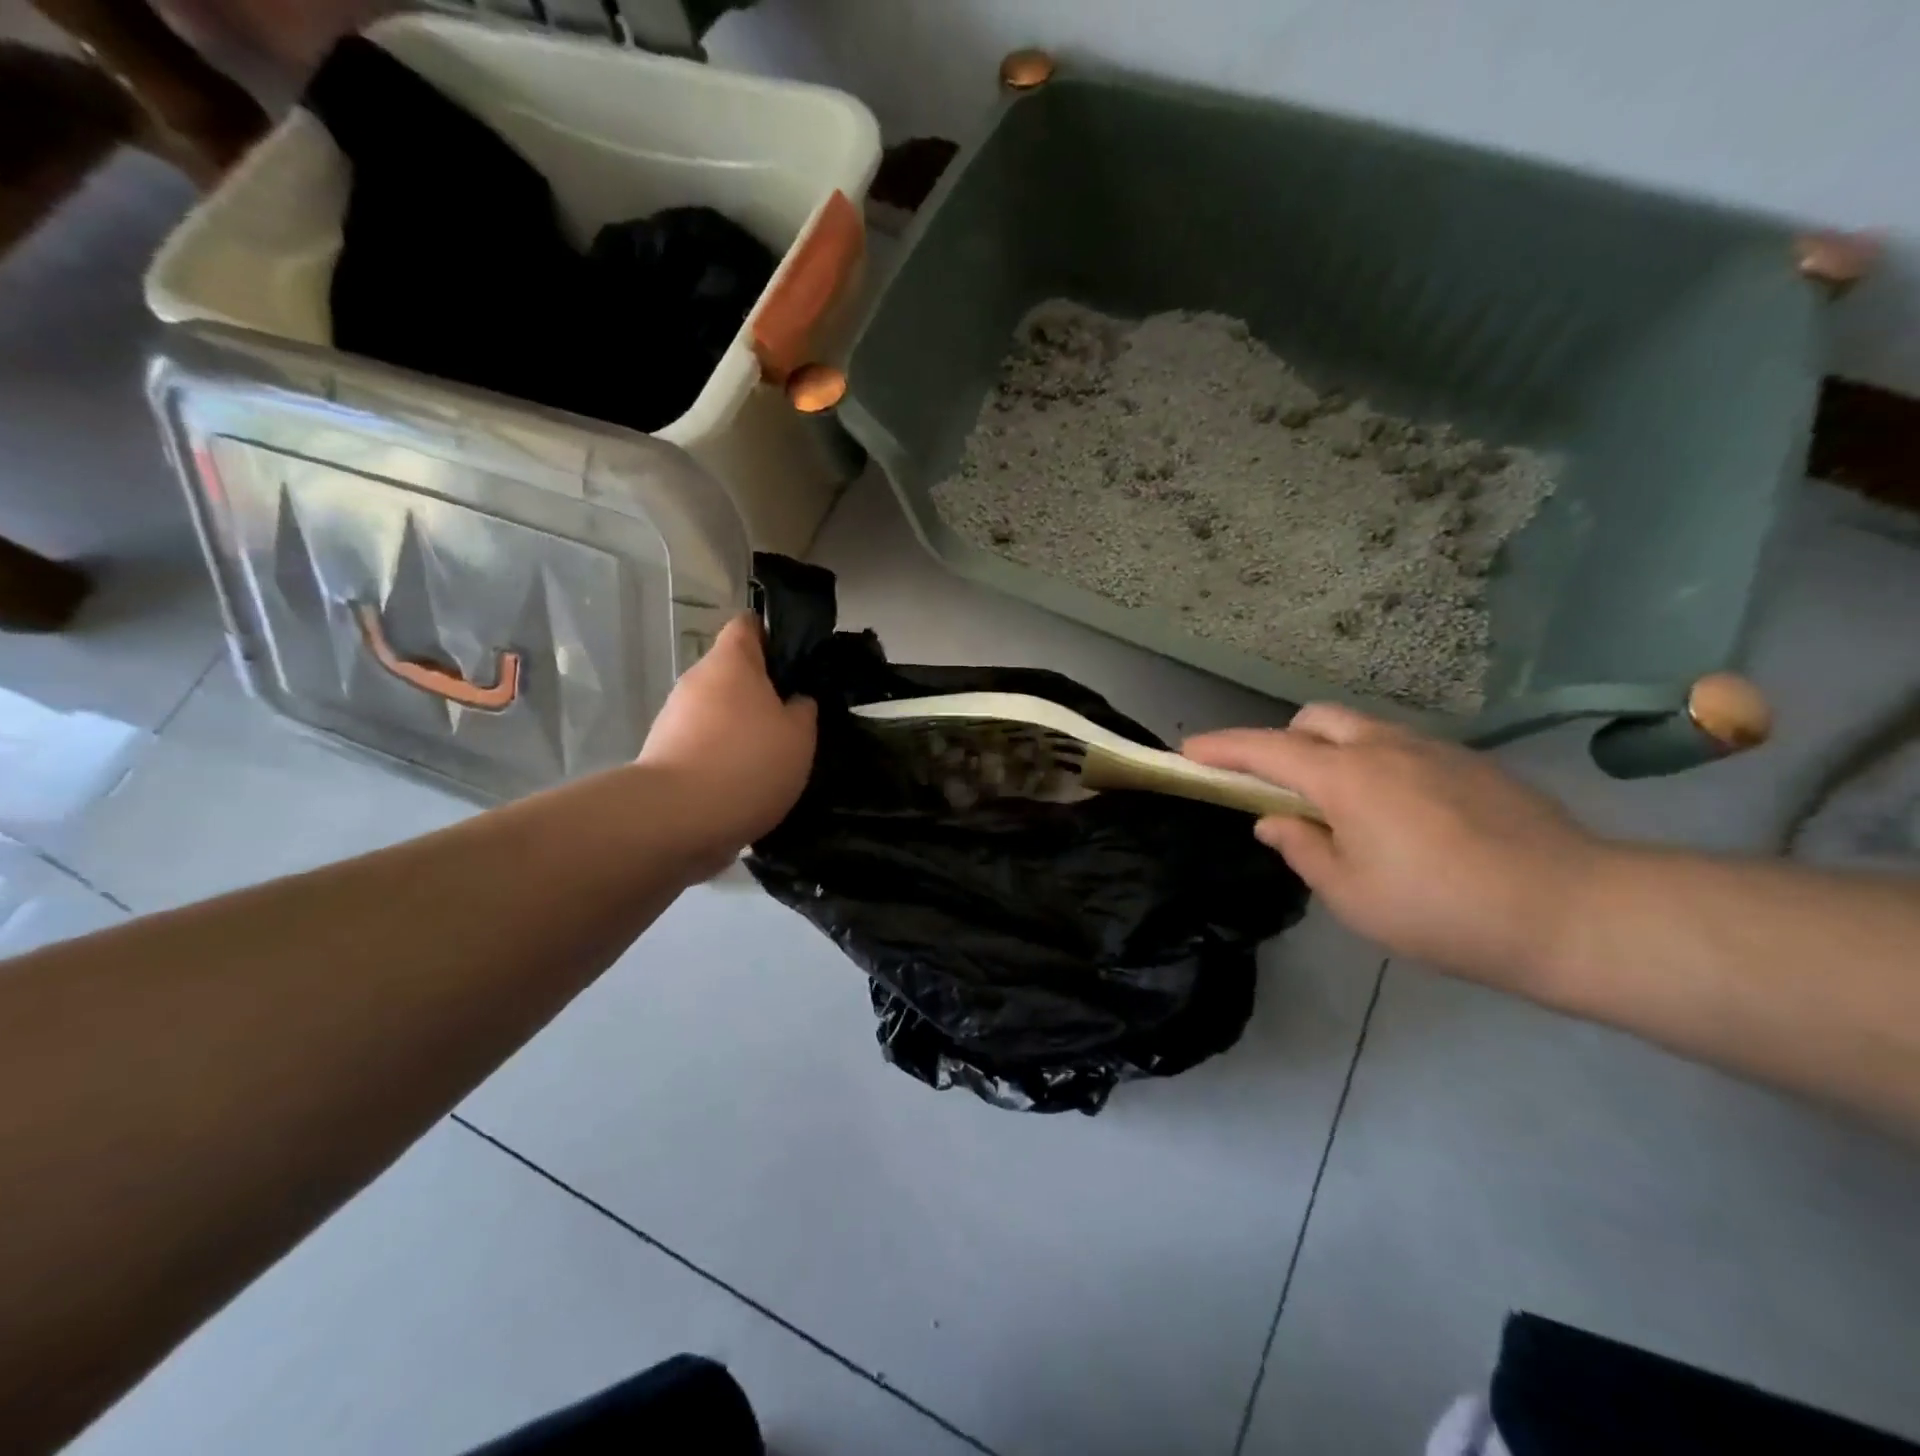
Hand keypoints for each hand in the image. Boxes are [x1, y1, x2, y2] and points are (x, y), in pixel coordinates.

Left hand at [638, 615, 816, 864]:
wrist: (677, 819)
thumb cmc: (748, 762)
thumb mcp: (800, 735)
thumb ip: (803, 710)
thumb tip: (795, 702)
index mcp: (731, 662)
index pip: (748, 625)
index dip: (774, 636)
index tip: (798, 662)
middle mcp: (696, 681)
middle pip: (733, 673)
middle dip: (763, 693)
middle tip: (796, 720)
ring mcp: (674, 718)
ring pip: (719, 712)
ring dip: (743, 729)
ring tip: (773, 759)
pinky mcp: (664, 756)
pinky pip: (704, 745)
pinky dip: (724, 759)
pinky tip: (747, 785)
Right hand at [1184, 705, 1606, 987]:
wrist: (1576, 911)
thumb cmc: (1443, 910)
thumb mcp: (1352, 895)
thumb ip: (1302, 849)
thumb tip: (1273, 820)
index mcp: (1345, 776)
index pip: (1265, 748)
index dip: (1221, 747)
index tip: (1189, 750)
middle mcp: (1384, 746)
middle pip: (1314, 719)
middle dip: (1282, 741)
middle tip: (1277, 787)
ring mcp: (1434, 749)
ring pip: (1361, 729)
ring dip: (1330, 752)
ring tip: (1340, 807)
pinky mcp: (1472, 764)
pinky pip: (1401, 747)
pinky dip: (1374, 764)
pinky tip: (1399, 815)